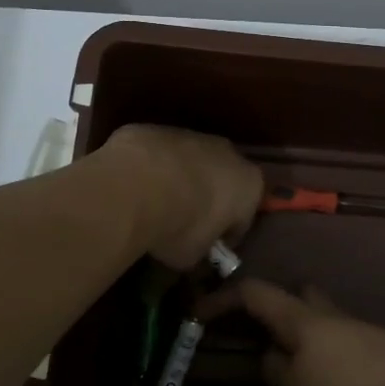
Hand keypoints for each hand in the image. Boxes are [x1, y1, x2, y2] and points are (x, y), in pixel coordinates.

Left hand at [100, 125, 263, 269]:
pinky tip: (134, 188)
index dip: (227, 236)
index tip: (209, 249)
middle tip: (185, 224)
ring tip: (156, 206)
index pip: (244, 217)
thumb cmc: (180, 226)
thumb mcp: (194, 256)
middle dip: (207, 199)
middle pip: (221, 180)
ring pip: (190, 162)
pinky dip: (152, 169)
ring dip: (179, 180)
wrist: (136, 185)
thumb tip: (193, 253)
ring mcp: (191, 135)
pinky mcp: (157, 129)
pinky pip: (159, 155)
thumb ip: (201, 251)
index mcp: (249, 184)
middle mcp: (228, 153)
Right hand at [200, 280, 384, 385]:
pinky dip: (324, 351)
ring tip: (291, 363)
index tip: (198, 311)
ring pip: (320, 317)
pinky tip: (327, 376)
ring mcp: (356, 326)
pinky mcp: (378, 346)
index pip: (254, 293)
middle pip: (296, 295)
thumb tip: (268, 357)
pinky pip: (339, 339)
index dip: (223, 298)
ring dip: (302, 333)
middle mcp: (326, 312)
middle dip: (275, 307)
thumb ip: (277, 371)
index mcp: (299, 316)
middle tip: (259, 331)